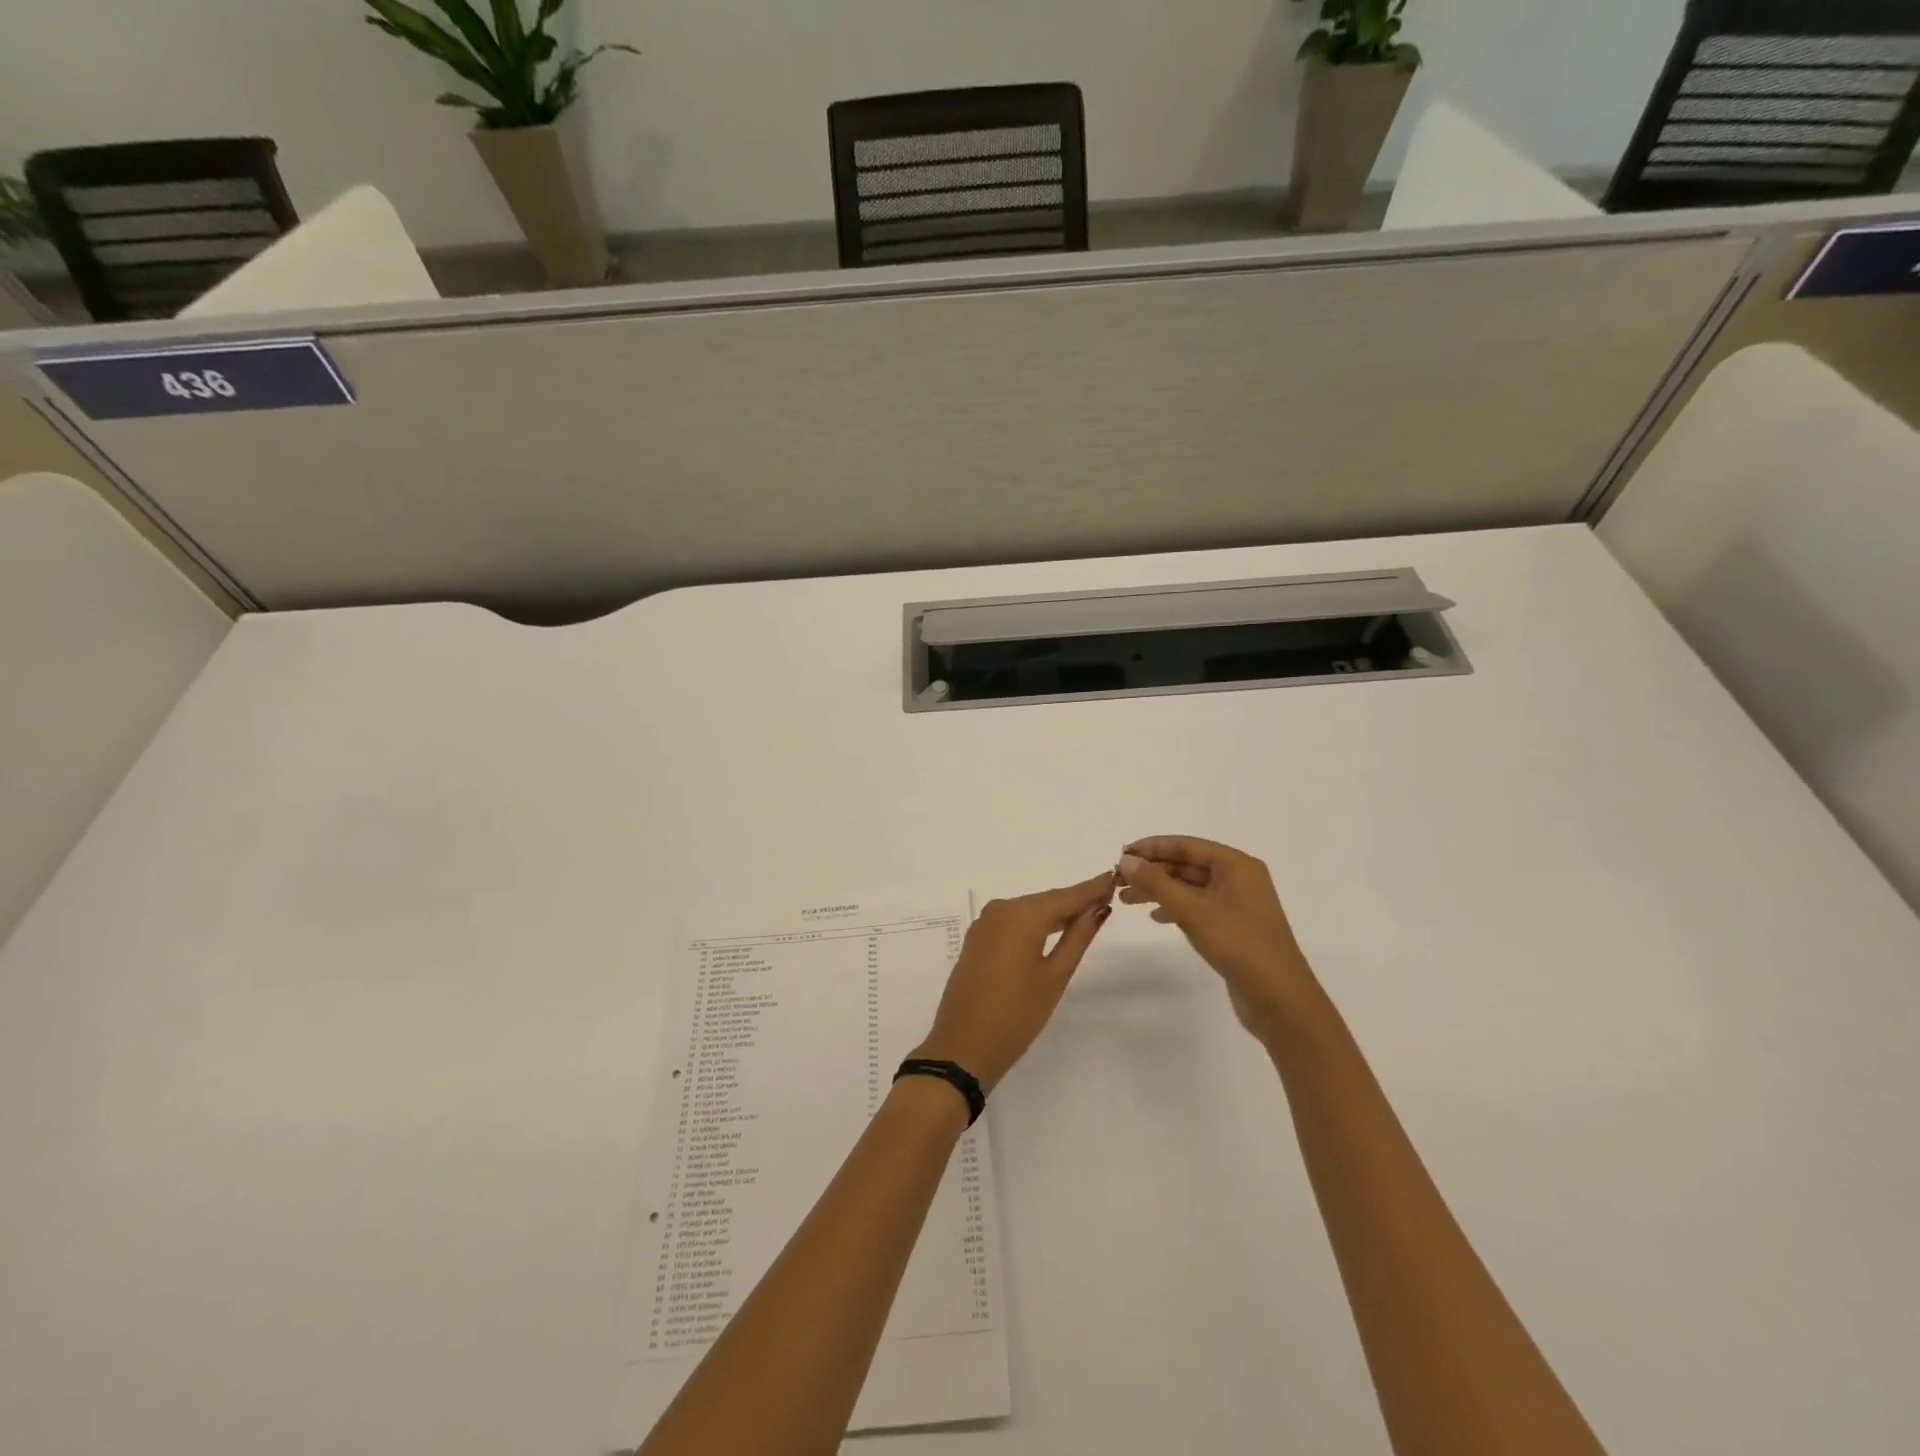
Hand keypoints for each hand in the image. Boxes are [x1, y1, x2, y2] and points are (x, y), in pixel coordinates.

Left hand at [912, 873, 1114, 1091]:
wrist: (963, 1046)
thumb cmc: (1017, 1014)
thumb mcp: (1055, 976)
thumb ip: (1078, 937)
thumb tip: (1098, 908)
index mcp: (1022, 914)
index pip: (1066, 895)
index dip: (1092, 888)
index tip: (1115, 877)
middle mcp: (1001, 909)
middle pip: (1046, 901)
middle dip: (1075, 900)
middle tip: (1107, 896)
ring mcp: (985, 924)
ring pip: (1028, 911)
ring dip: (1055, 913)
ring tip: (1087, 914)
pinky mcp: (977, 940)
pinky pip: (1012, 923)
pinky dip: (1034, 924)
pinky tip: (1052, 931)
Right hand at [1116, 837, 1321, 1040]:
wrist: (1280, 999)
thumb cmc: (1239, 945)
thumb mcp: (1193, 911)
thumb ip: (1157, 883)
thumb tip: (1126, 860)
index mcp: (1236, 865)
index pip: (1187, 845)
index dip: (1152, 847)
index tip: (1121, 854)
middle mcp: (1239, 879)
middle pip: (1188, 864)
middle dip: (1153, 870)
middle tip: (1118, 880)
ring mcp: (1237, 904)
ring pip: (1190, 887)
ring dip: (1160, 890)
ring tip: (1127, 899)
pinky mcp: (1233, 927)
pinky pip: (1198, 907)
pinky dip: (1175, 908)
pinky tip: (1156, 917)